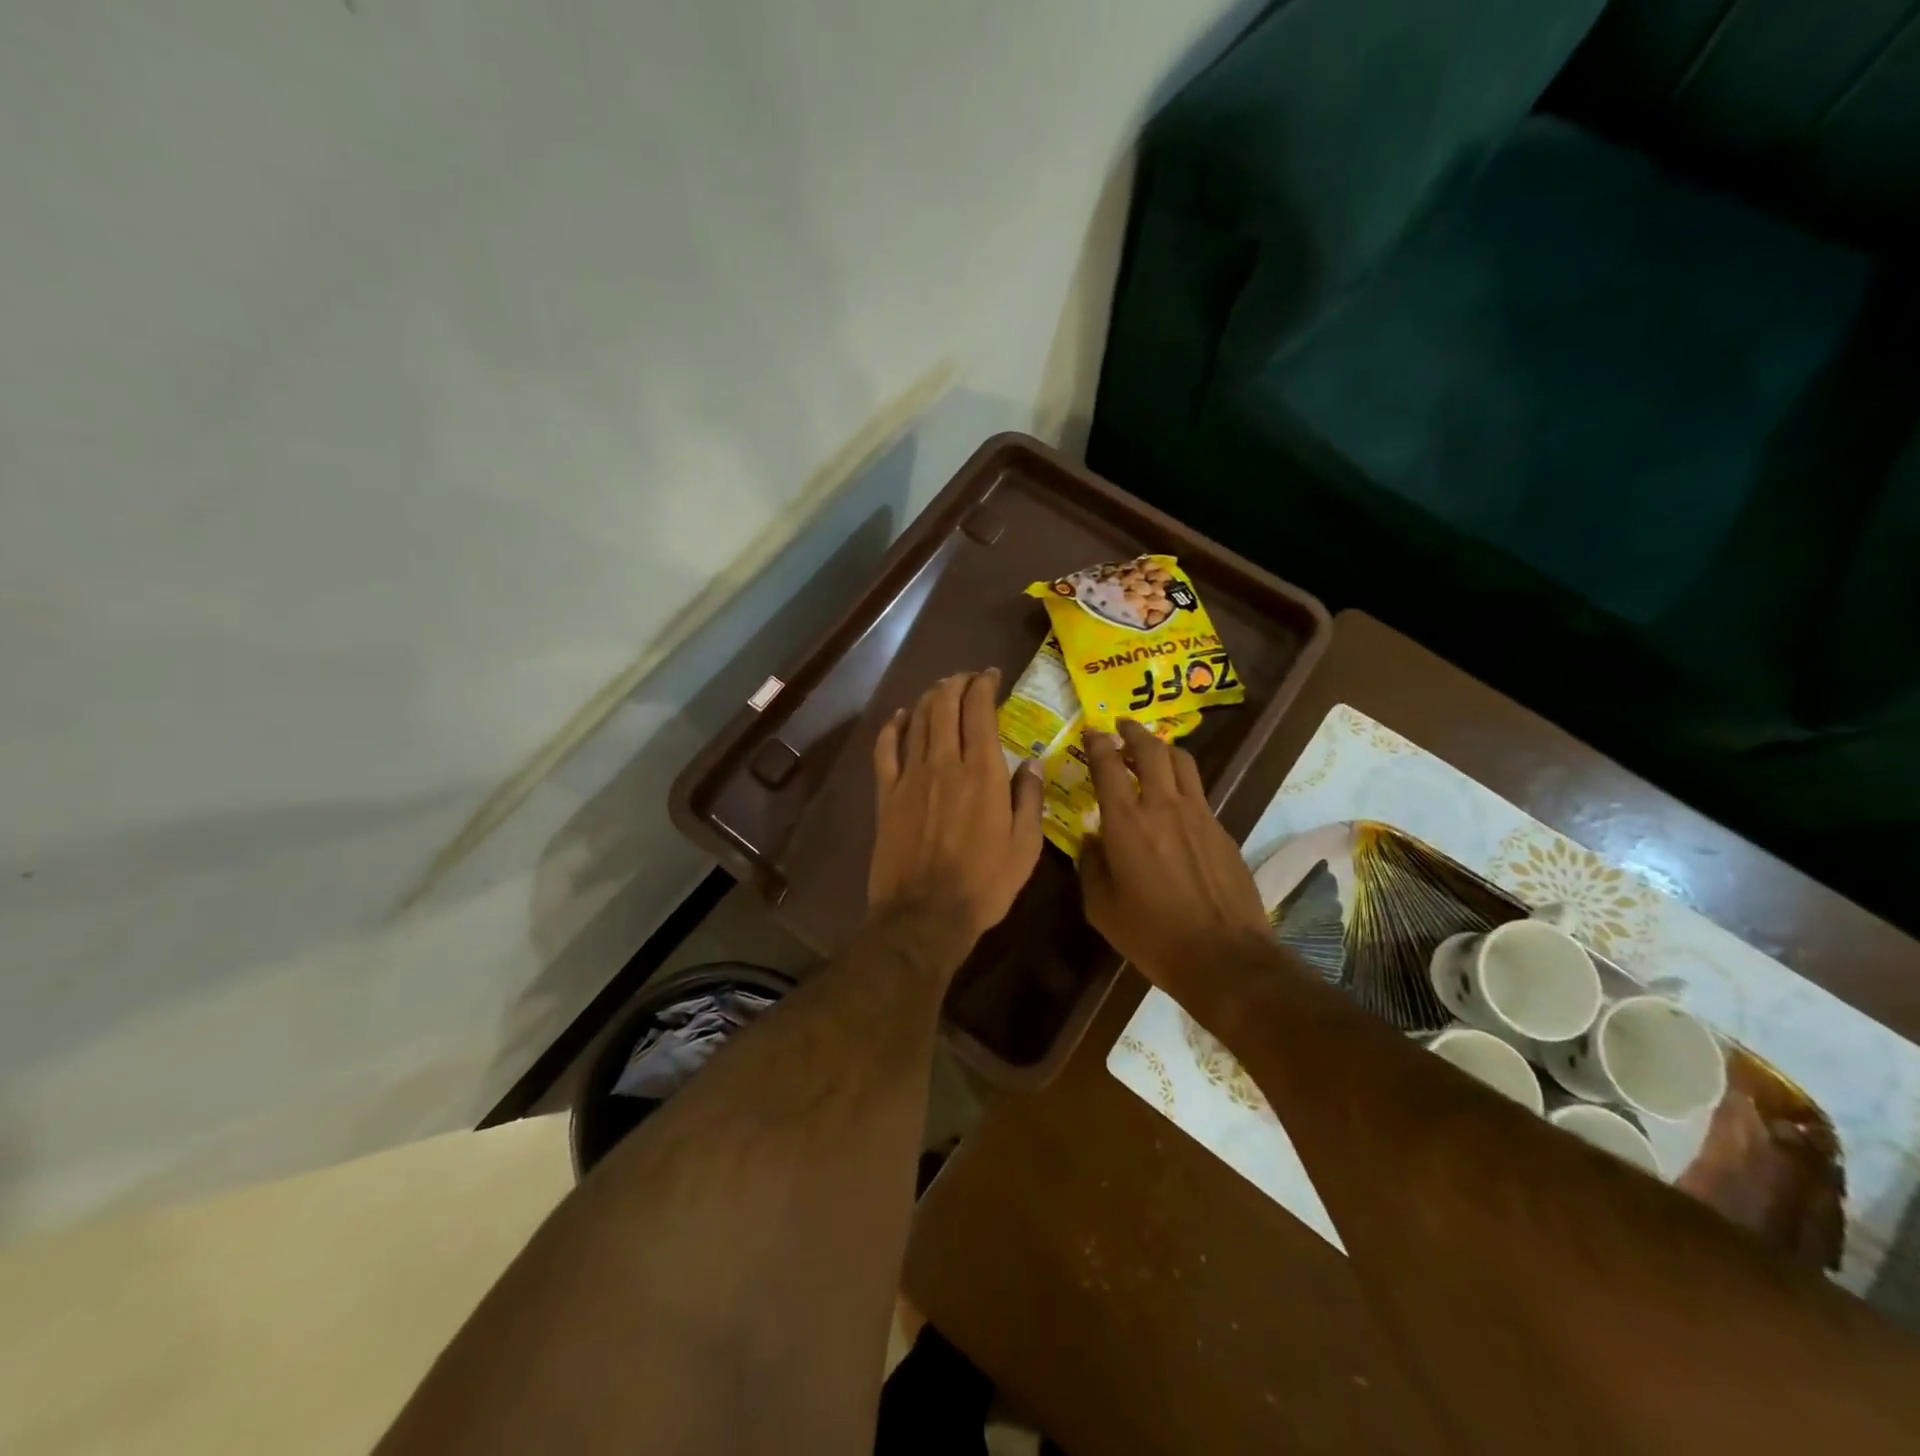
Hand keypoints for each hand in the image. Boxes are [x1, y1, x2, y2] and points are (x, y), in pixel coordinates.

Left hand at [869, 670, 1043, 956]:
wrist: (925, 914)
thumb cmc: (984, 884)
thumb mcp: (1025, 847)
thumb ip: (1029, 799)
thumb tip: (1032, 762)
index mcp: (983, 772)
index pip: (980, 710)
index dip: (984, 685)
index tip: (992, 676)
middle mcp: (945, 763)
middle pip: (945, 705)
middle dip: (957, 683)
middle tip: (968, 678)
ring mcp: (911, 776)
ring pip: (918, 720)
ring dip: (930, 697)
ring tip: (942, 689)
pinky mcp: (887, 794)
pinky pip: (886, 749)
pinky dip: (893, 726)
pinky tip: (901, 716)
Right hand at [1079, 720, 1271, 985]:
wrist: (1223, 956)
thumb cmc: (1152, 935)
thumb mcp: (1102, 907)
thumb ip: (1091, 866)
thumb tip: (1090, 840)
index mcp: (1126, 822)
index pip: (1108, 765)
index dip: (1097, 742)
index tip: (1091, 731)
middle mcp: (1163, 807)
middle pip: (1151, 750)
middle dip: (1133, 732)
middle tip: (1122, 727)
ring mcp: (1199, 815)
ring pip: (1182, 763)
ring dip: (1162, 749)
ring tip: (1151, 752)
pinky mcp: (1222, 831)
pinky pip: (1199, 793)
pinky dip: (1182, 783)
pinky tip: (1175, 802)